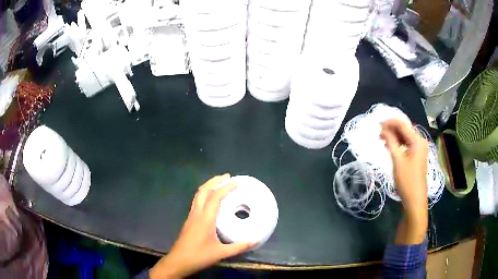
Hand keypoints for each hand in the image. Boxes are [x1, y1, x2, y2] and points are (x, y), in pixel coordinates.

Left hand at [149, 174, 253, 278]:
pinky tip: (211, 201)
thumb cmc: (199, 256)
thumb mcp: (221, 253)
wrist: (179, 261)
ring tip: (220, 184)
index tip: (237, 181)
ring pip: (198, 195)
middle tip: (227, 177)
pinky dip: (205, 194)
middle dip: (215, 181)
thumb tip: (255, 241)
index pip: (215, 197)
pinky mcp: (189, 220)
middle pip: (203, 191)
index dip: (226, 187)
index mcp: (205, 218)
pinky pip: (197, 201)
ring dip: (209, 186)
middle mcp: (197, 213)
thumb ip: (239, 247)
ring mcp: (191, 216)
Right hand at [380, 119, 428, 243]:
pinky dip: (398, 144)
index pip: (402, 124)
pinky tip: (390, 147)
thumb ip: (391, 141)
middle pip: (404, 130)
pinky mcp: (417, 156)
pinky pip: (407, 145)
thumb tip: (383, 129)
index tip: (377, 124)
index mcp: (417, 140)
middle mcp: (420, 141)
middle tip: (378, 133)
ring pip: (405, 137)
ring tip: (382, 140)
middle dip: (391, 129)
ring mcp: (420, 149)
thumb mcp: (397, 160)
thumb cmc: (407, 180)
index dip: (389, 122)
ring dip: (394, 137)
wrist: (415, 200)